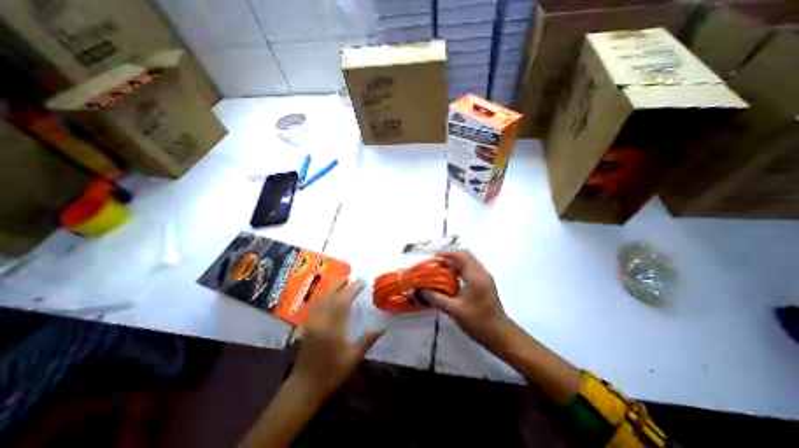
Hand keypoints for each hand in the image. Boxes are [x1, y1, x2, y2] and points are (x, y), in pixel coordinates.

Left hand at [293, 281, 381, 398]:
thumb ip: (367, 340)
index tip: (362, 282)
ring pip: (321, 299)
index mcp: (334, 327)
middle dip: (342, 285)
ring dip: (332, 289)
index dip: (353, 289)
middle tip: (351, 278)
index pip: (344, 301)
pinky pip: (314, 306)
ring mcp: (312, 323)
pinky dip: (322, 297)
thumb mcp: (353, 358)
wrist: (304, 388)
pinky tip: (326, 296)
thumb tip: (382, 327)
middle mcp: (321, 321)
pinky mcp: (306, 327)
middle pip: (331, 296)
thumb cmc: (332, 374)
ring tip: (341, 283)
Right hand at [421, 250, 514, 351]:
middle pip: (465, 257)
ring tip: (441, 271)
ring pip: (469, 263)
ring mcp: (485, 278)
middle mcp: (481, 273)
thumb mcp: (454, 310)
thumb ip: (436, 298)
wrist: (500, 335)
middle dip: (450, 257)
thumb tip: (421, 290)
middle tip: (436, 264)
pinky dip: (460, 270)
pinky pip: (471, 270)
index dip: (447, 254)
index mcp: (475, 276)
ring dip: (455, 264)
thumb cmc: (478, 321)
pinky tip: (451, 280)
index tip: (434, 258)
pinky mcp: (485, 284)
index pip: (461, 256)